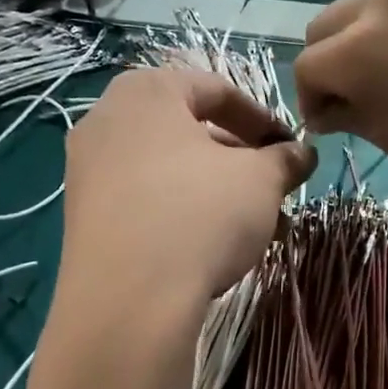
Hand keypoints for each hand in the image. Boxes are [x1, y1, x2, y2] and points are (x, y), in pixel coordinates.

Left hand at [61, 69, 315, 303]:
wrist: (129, 299)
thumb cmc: (201, 213)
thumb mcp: (261, 180)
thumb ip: (285, 158)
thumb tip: (303, 153)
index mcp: (148, 91)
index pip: (217, 89)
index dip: (263, 118)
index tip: (290, 148)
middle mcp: (108, 120)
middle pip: (190, 130)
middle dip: (240, 160)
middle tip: (273, 188)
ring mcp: (88, 169)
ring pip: (170, 169)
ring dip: (217, 190)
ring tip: (255, 226)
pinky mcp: (84, 216)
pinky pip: (145, 200)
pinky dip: (183, 212)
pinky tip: (215, 246)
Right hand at [294, 0, 387, 208]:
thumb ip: (347, 113)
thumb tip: (326, 110)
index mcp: (358, 47)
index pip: (307, 67)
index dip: (310, 101)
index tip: (328, 125)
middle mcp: (379, 0)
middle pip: (324, 27)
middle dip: (328, 64)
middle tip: (350, 100)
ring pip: (360, 8)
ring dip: (358, 41)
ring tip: (385, 76)